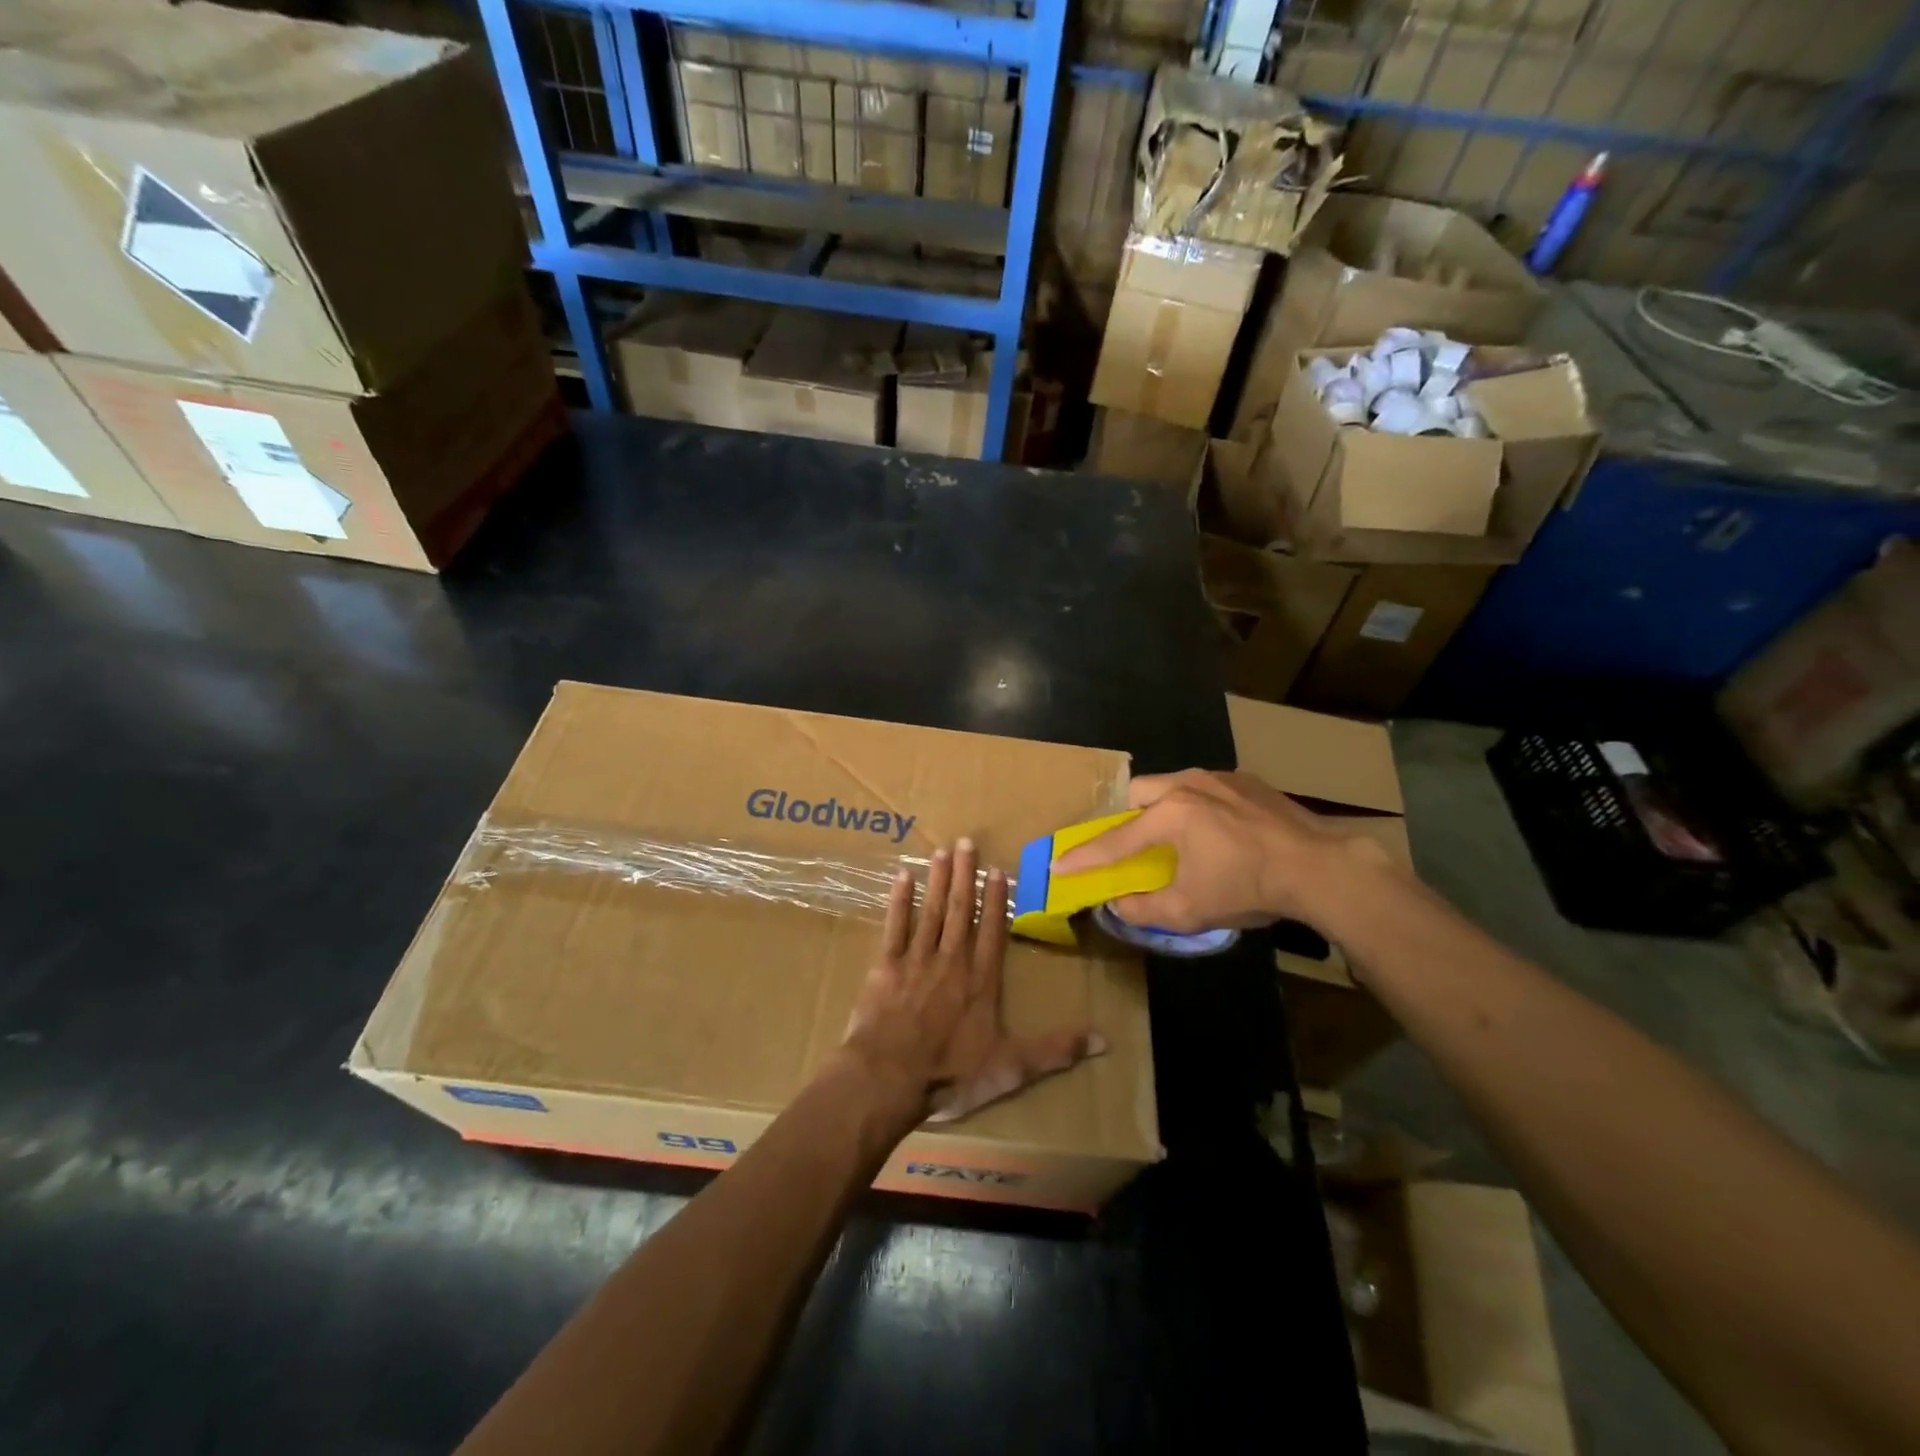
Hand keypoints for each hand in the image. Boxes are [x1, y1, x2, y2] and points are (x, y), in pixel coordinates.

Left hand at [840, 839, 1105, 1123]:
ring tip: (941, 850)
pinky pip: (894, 926)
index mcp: (981, 981)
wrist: (888, 1078)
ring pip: (931, 911)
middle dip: (964, 875)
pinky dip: (899, 901)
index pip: (992, 931)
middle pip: (960, 910)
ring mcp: (916, 960)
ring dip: (937, 880)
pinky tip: (902, 877)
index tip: (997, 870)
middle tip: (966, 841)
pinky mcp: (886, 966)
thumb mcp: (1011, 1069)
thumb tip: (1104, 1041)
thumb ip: (1056, 1051)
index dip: (996, 900)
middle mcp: (951, 961)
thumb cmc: (950, 1073)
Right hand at [1050, 770, 1393, 934]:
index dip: (1083, 857)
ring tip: (1175, 837)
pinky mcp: (1247, 781)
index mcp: (1170, 814)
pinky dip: (1196, 806)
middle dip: (1125, 817)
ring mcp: (1220, 777)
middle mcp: (1188, 784)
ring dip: (1162, 808)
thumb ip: (1144, 908)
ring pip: (1172, 785)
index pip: (1114, 840)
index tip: (1056, 866)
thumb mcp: (1191, 909)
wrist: (1322, 868)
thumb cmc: (1249, 888)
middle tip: (1131, 845)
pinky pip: (1205, 788)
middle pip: (1138, 793)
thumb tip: (1117, 904)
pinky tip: (1216, 832)